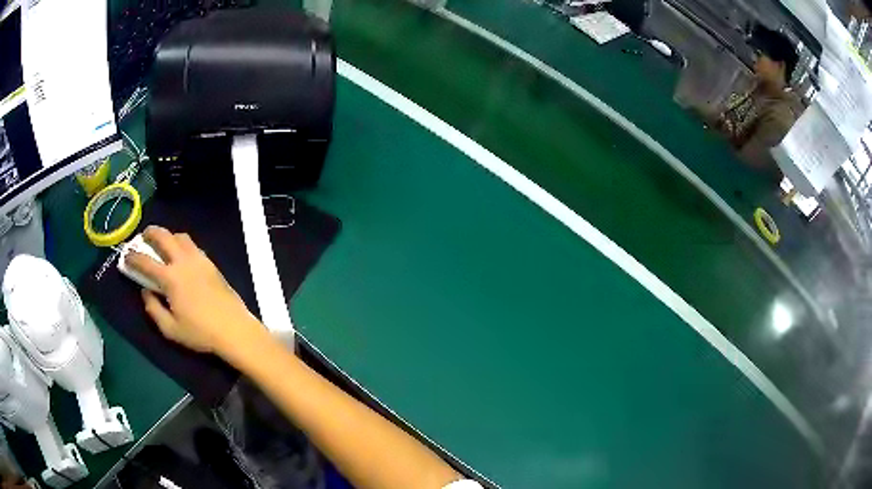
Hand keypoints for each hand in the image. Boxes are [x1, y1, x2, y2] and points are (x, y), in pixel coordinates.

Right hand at [126, 226, 266, 355]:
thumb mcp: (170, 329)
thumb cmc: (200, 333)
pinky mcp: (211, 264)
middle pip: (164, 236)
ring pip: (181, 237)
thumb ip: (154, 309)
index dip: (133, 257)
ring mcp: (200, 260)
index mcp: (171, 278)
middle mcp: (184, 262)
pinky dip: (182, 244)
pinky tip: (181, 255)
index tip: (125, 256)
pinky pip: (193, 246)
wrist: (234, 329)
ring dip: (168, 235)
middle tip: (143, 236)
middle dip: (151, 232)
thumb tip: (145, 292)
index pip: (146, 261)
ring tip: (163, 244)